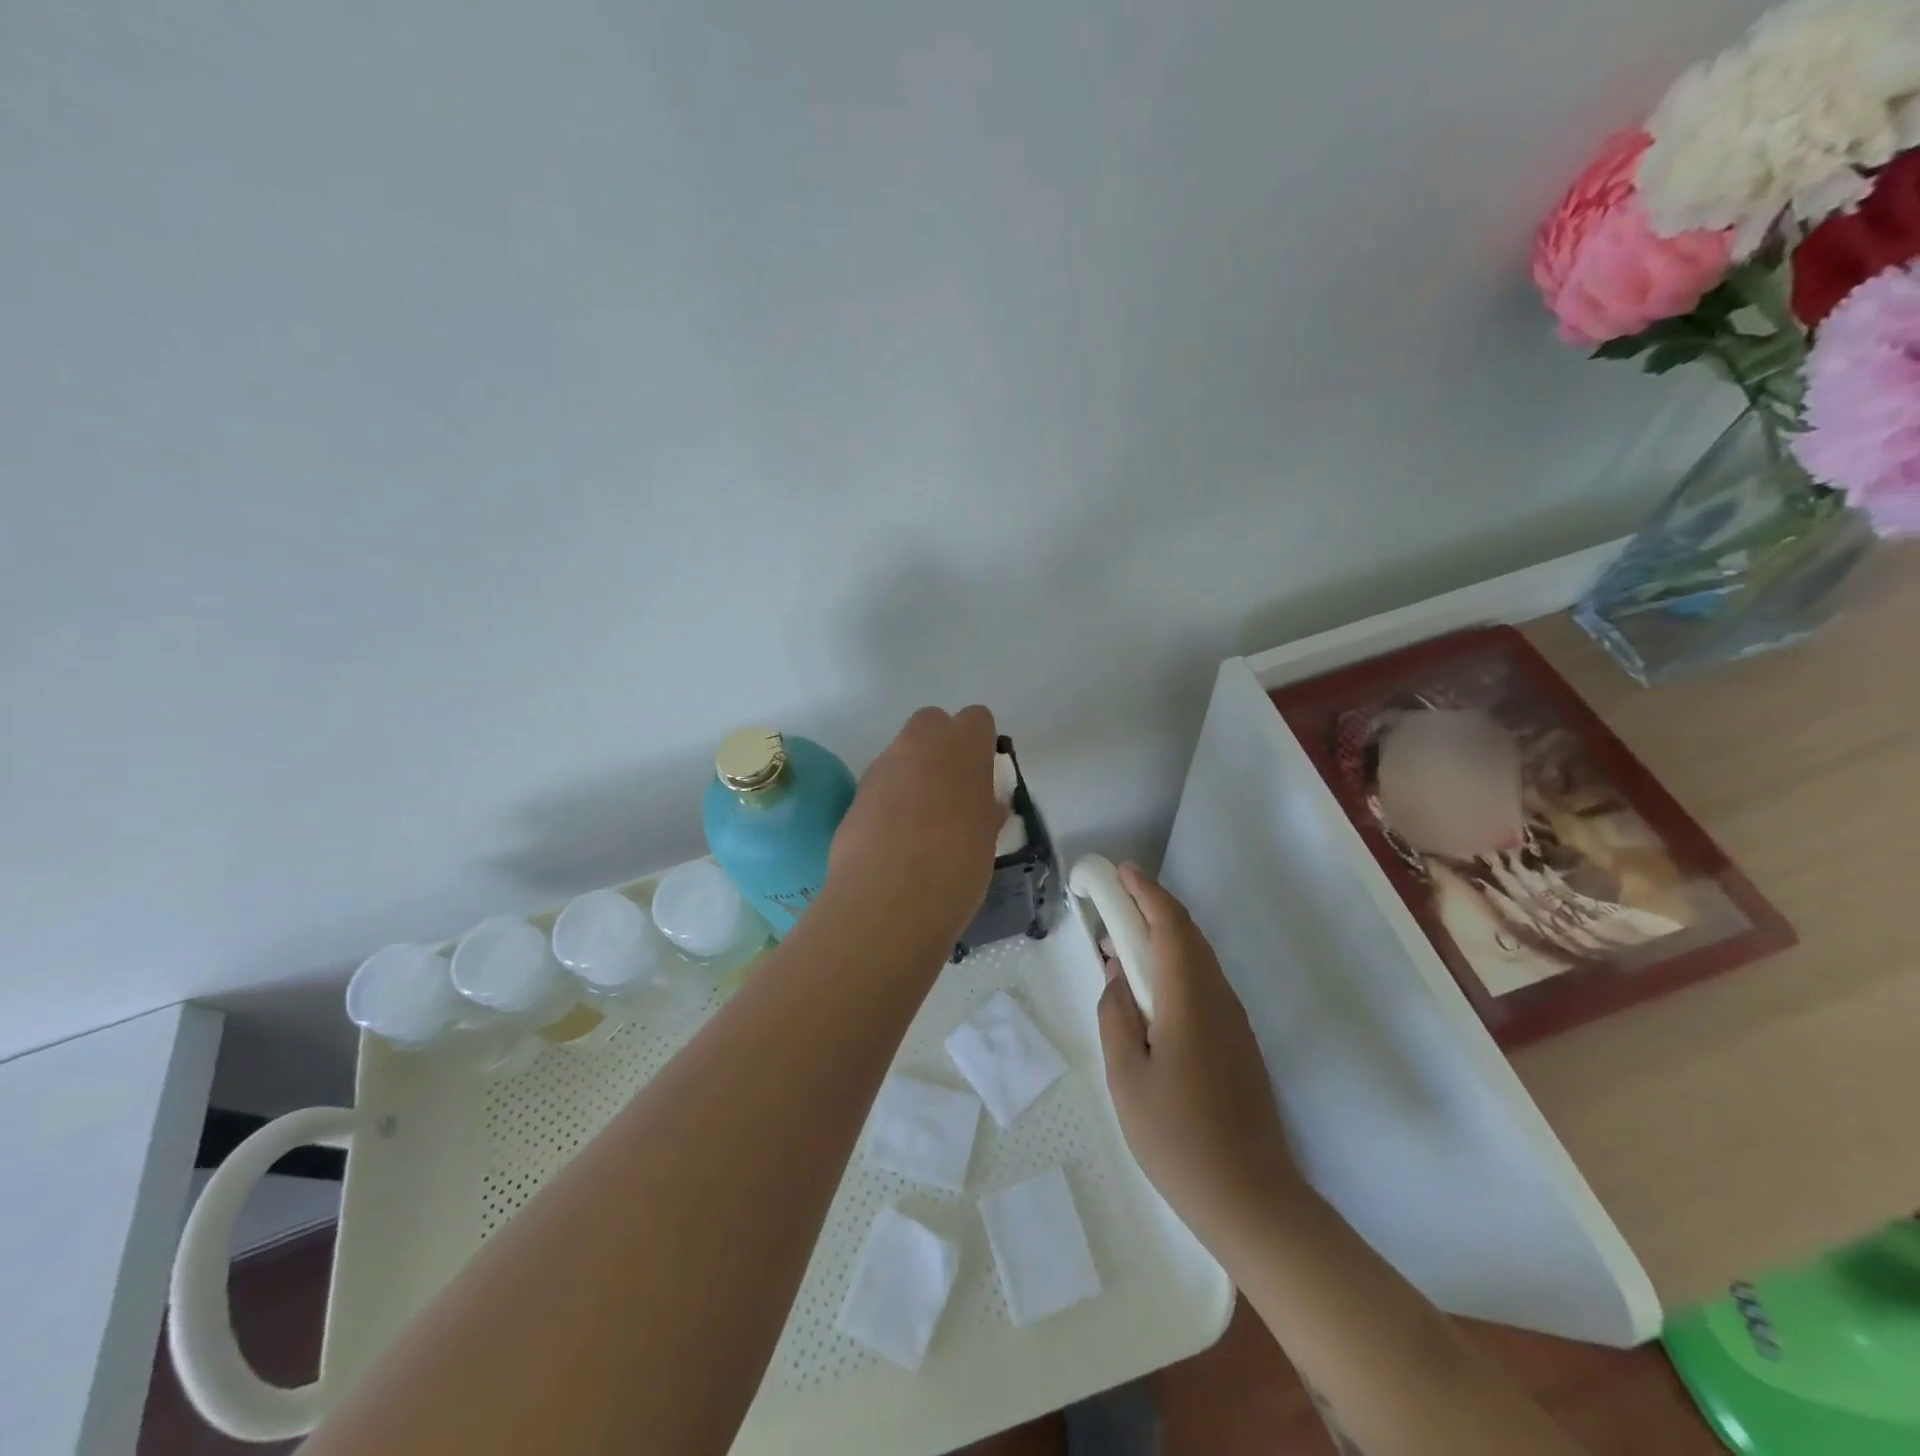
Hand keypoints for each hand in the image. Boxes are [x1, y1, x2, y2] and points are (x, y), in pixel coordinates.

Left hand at [825, 706, 1002, 950]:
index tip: (983, 775)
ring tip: (924, 822)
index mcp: (961, 746)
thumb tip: (984, 804)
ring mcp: (881, 767)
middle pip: (931, 723)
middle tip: (953, 790)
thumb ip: (985, 809)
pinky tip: (896, 839)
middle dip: (941, 746)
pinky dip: (890, 801)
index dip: (980, 744)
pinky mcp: (855, 795)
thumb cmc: (957, 864)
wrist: (889, 899)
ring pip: (901, 753)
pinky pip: (880, 785)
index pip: (976, 719)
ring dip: (913, 774)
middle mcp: (917, 744)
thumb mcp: (987, 837)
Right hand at [1097, 863, 1299, 1248]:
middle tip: (1113, 903)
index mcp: (1189, 999)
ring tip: (1122, 945)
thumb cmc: (1179, 1138)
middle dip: (1151, 908)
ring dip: (1162, 938)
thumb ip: (1115, 1016)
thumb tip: (1116, 976)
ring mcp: (1233, 1020)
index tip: (1120, 871)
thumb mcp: (1126, 1077)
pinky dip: (1174, 967)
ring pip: (1197, 958)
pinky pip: (1203, 983)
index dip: (1146, 891)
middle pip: (1187, 934)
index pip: (1170, 925)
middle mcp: (1218, 998)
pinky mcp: (1238, 1042)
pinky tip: (1150, 992)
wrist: (1252, 1199)